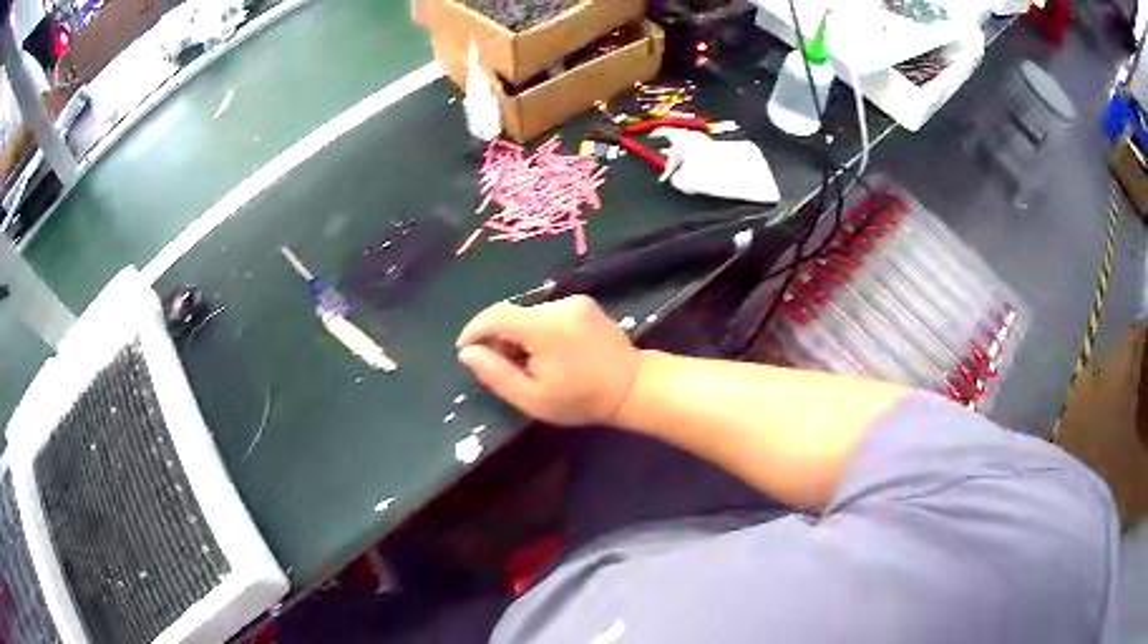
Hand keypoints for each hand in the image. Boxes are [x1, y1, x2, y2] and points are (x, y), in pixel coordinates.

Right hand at [456, 296, 642, 425]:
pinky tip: (549, 353)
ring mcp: (575, 302)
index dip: (474, 329)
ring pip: (531, 314)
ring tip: (527, 363)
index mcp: (544, 326)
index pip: (496, 315)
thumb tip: (467, 353)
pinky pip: (549, 313)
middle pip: (514, 314)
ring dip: (520, 334)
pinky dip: (539, 329)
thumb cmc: (580, 399)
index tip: (464, 348)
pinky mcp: (585, 304)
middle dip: (499, 337)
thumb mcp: (532, 397)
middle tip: (500, 365)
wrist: (632, 387)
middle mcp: (559, 305)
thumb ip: (495, 374)